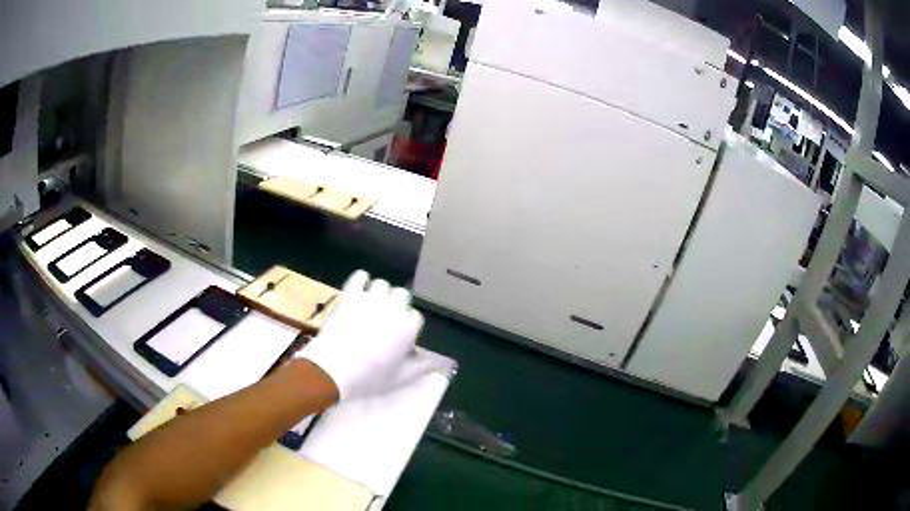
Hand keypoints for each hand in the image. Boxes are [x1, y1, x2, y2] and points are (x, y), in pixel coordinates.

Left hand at [295, 270, 424, 399]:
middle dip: (396, 305)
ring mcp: (372, 299)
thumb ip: (420, 368)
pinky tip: (360, 287)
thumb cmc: (369, 377)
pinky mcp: (351, 295)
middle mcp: (394, 308)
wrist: (334, 368)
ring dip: (379, 293)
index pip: (416, 317)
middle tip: (385, 319)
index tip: (399, 337)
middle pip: (402, 295)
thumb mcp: (399, 377)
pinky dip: (361, 279)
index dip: (407, 326)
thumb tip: (439, 364)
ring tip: (372, 305)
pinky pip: (360, 276)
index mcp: (408, 327)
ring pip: (382, 284)